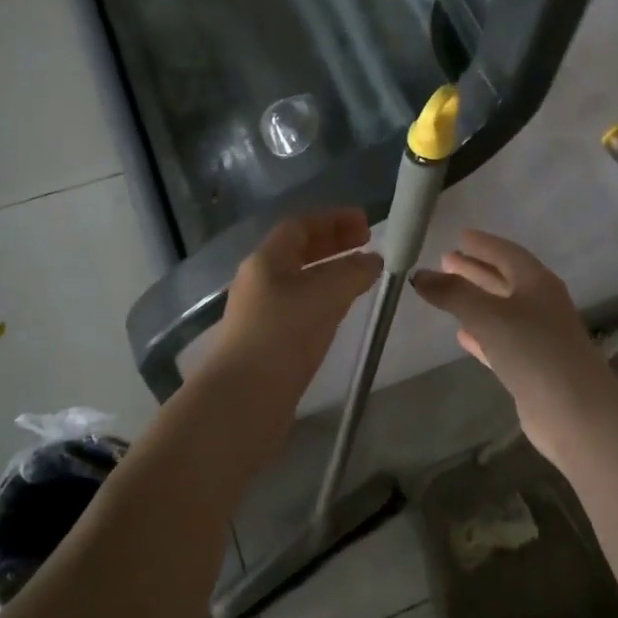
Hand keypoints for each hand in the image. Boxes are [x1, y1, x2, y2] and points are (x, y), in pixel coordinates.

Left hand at [208, 209, 382, 400]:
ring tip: (362, 278)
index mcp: (266, 261)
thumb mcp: (324, 295)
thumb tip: (373, 261)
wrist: (244, 398)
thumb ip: (352, 273)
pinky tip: (342, 313)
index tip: (366, 224)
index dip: (333, 220)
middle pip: (298, 252)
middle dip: (333, 244)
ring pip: (301, 282)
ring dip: (331, 274)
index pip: (299, 226)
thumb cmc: (282, 335)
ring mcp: (262, 313)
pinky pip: (301, 309)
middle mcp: (260, 282)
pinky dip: (325, 301)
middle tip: (367, 245)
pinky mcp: (269, 342)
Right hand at [410, 230, 617, 459]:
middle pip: (504, 280)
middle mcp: (541, 304)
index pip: (507, 253)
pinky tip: (462, 335)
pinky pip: (500, 340)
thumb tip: (419, 275)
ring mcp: (538, 337)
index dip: (483, 244)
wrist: (575, 411)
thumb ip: (453, 293)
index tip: (459, 236)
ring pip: (501, 310)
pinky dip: (481, 333)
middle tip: (446, 260)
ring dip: (476, 300)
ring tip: (446, 292)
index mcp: (537, 283)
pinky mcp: (531, 367)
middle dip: (475, 270)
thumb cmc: (533, 351)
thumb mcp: (488, 315)